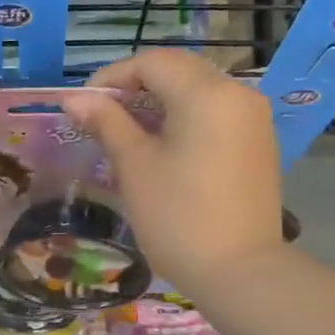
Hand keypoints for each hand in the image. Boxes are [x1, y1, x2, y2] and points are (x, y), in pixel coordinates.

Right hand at [61, 50, 283, 299]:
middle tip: (102, 121)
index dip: (112, 77)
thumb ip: (106, 124)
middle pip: (179, 72)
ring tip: (128, 137)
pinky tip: (163, 151)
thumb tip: (74, 99)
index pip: (152, 62)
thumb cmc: (178, 218)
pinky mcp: (259, 145)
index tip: (84, 107)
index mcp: (207, 93)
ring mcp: (254, 120)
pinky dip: (185, 122)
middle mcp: (238, 94)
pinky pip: (216, 116)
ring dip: (160, 105)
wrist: (240, 272)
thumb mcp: (135, 167)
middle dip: (136, 89)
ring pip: (198, 94)